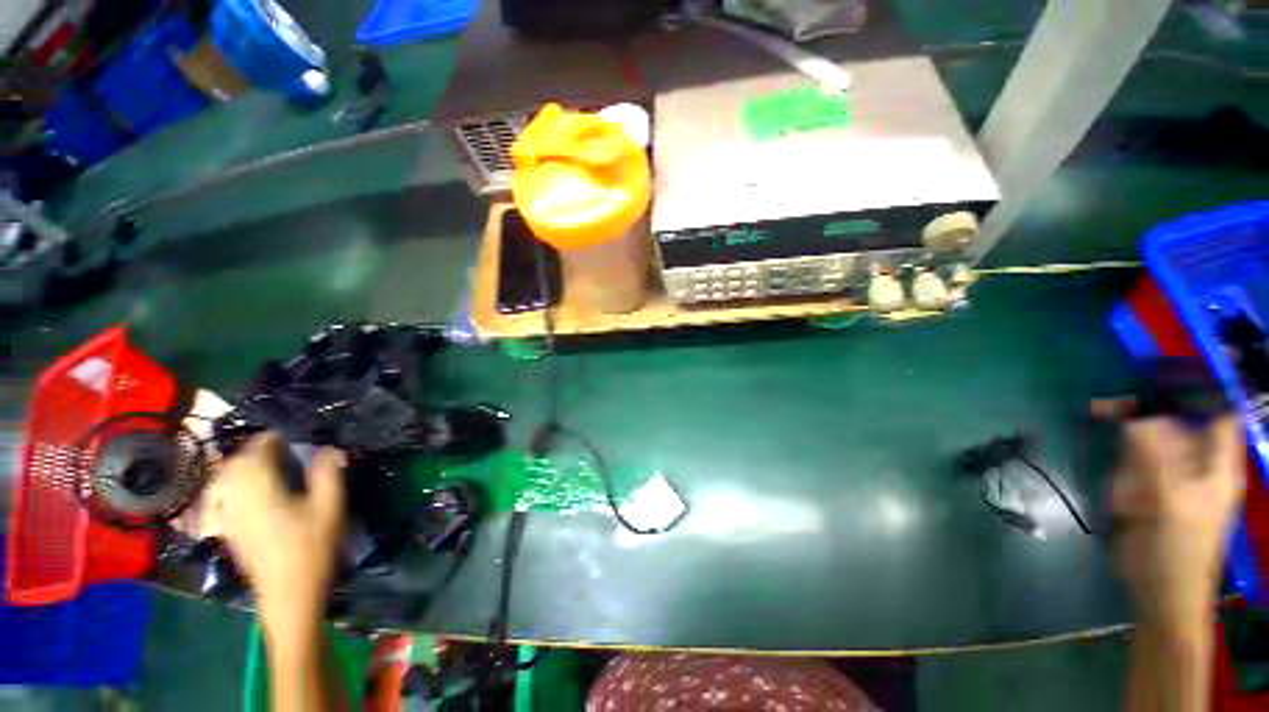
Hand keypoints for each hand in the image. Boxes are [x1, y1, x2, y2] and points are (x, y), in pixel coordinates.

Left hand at [204, 432, 346, 639]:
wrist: (288, 593)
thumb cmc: (311, 547)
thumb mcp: (330, 507)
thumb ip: (329, 474)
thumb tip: (330, 449)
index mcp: (260, 487)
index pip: (259, 449)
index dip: (276, 439)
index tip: (295, 437)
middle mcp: (236, 496)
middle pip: (237, 461)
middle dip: (257, 450)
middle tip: (283, 449)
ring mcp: (227, 514)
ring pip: (224, 478)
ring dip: (242, 465)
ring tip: (263, 465)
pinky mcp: (227, 529)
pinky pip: (219, 497)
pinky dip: (228, 486)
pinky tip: (239, 490)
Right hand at [1102, 405, 1244, 640]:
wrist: (1159, 592)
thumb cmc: (1178, 550)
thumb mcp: (1170, 502)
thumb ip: (1155, 456)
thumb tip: (1136, 415)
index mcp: (1217, 464)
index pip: (1215, 412)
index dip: (1193, 389)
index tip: (1155, 373)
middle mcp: (1197, 464)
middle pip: (1175, 423)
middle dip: (1145, 413)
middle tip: (1106, 407)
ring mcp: (1171, 478)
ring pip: (1149, 444)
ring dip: (1129, 447)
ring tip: (1119, 476)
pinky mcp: (1148, 492)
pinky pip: (1132, 467)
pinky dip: (1121, 469)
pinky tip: (1120, 495)